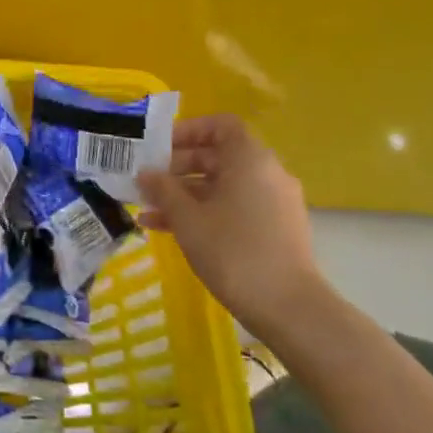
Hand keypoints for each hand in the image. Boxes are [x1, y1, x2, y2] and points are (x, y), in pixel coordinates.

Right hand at [135, 114, 327, 329]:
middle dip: (177, 166)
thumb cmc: (233, 251)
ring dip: (183, 193)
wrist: (288, 307)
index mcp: (249, 160)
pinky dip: (202, 211)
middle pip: (217, 155)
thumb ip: (163, 190)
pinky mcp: (273, 228)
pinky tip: (166, 229)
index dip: (187, 130)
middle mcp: (266, 173)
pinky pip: (232, 206)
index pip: (220, 125)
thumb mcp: (187, 218)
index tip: (157, 148)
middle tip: (144, 181)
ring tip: (147, 208)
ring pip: (221, 184)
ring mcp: (272, 202)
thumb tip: (145, 174)